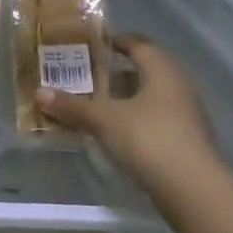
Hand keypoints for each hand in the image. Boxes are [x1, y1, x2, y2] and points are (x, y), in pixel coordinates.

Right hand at [35, 33, 225, 198]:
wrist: (193, 190)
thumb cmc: (149, 139)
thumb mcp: (104, 120)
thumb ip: (73, 105)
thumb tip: (39, 92)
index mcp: (162, 71)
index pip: (139, 44)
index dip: (116, 41)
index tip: (92, 45)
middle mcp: (179, 87)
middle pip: (145, 71)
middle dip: (115, 73)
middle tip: (85, 76)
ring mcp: (186, 116)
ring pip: (150, 98)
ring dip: (124, 99)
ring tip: (94, 105)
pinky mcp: (186, 142)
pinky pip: (155, 120)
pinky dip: (134, 121)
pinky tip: (113, 133)